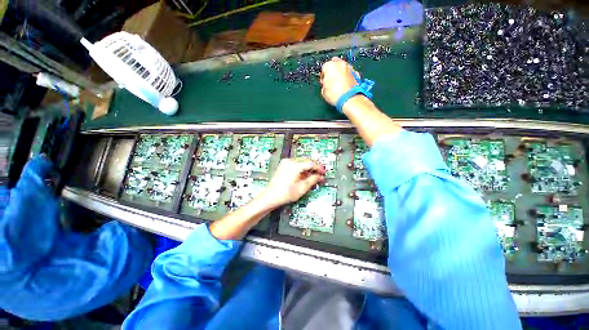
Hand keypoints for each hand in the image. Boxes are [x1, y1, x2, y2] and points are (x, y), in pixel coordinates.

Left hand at [262, 158, 325, 207]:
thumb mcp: (302, 188)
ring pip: (301, 163)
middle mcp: (289, 162)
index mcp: (295, 166)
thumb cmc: (284, 193)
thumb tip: (319, 177)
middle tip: (320, 173)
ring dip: (308, 168)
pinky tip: (304, 175)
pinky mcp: (283, 167)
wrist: (270, 196)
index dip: (319, 168)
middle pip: (306, 161)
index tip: (323, 172)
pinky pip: (295, 165)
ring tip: (313, 176)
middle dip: (314, 167)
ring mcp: (285, 164)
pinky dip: (301, 169)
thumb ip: (313, 180)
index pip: (311, 163)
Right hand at [320, 57, 358, 105]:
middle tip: (331, 82)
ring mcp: (349, 68)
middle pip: (335, 65)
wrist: (349, 98)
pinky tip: (345, 86)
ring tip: (338, 85)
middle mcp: (340, 63)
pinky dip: (348, 78)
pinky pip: (350, 74)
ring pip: (343, 68)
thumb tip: (325, 86)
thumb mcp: (323, 92)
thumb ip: (324, 85)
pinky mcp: (356, 74)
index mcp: (329, 66)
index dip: (323, 76)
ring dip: (341, 74)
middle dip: (332, 72)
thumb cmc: (335, 94)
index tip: (323, 82)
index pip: (324, 68)